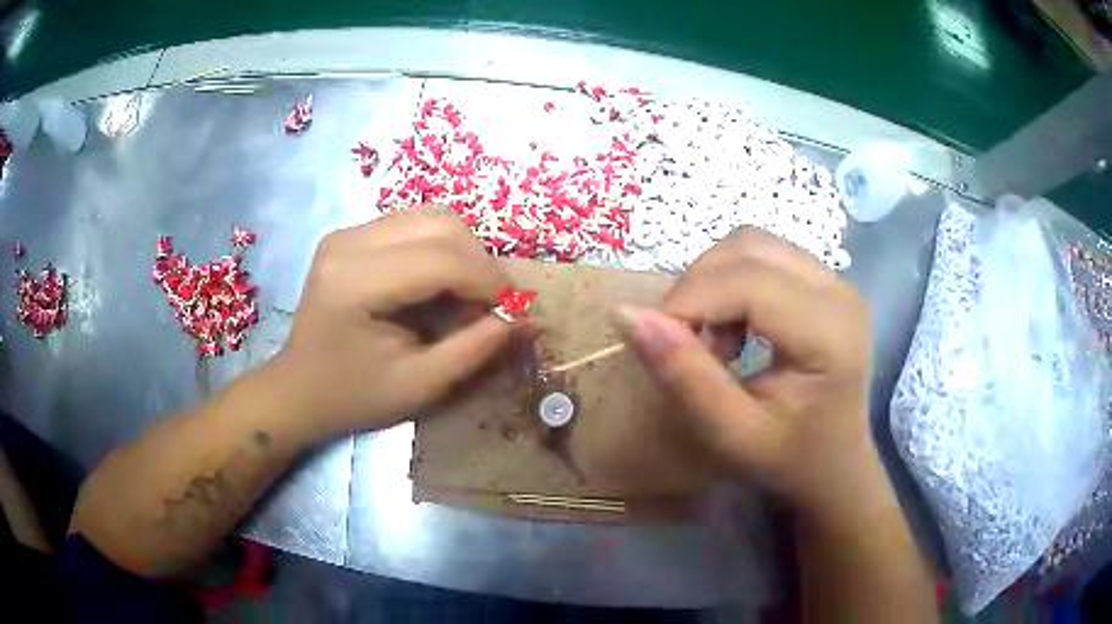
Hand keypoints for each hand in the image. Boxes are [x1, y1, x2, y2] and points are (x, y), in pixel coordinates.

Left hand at [263, 210, 515, 440]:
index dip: (488, 281)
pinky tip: (440, 284)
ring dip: (463, 252)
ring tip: (468, 295)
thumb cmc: (354, 397)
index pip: (440, 259)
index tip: (513, 311)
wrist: (299, 390)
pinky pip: (414, 225)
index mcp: (355, 282)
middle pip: (440, 224)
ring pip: (431, 217)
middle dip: (479, 261)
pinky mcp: (351, 235)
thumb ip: (475, 349)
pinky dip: (441, 249)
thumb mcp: (420, 385)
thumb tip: (525, 318)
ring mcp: (347, 233)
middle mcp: (348, 242)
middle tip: (491, 304)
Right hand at [614, 227, 885, 527]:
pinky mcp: (826, 282)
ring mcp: (836, 281)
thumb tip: (625, 314)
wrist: (836, 465)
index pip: (747, 282)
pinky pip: (763, 256)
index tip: (656, 341)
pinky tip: (736, 328)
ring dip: (713, 281)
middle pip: (748, 248)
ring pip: (752, 244)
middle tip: (686, 343)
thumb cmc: (789, 460)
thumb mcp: (731, 433)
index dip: (689, 302)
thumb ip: (683, 376)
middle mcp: (839, 291)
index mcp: (830, 333)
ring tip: (714, 338)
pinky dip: (731, 282)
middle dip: (698, 287)